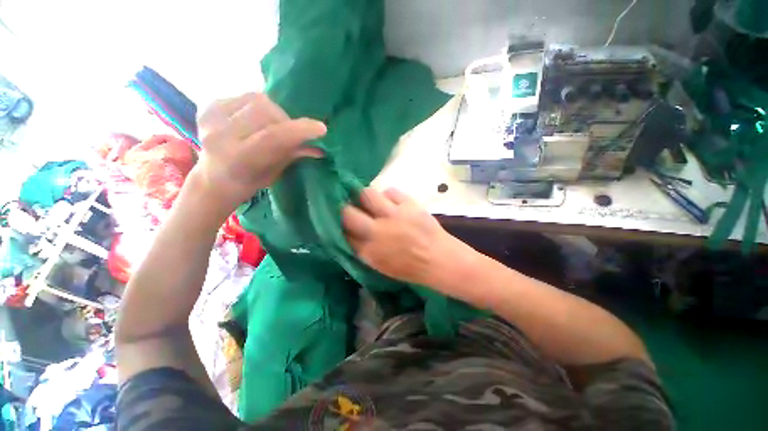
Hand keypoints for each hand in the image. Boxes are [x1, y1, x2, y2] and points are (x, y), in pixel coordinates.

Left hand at [191, 93, 326, 213]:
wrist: (216, 177)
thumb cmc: (252, 179)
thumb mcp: (276, 171)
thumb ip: (294, 155)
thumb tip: (320, 149)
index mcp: (239, 159)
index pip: (272, 137)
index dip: (299, 130)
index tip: (321, 128)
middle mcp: (220, 136)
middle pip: (263, 111)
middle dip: (285, 120)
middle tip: (290, 131)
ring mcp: (211, 118)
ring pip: (255, 99)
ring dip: (273, 112)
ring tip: (273, 125)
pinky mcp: (208, 107)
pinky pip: (244, 96)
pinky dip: (259, 106)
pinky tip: (256, 120)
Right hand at [342, 188, 463, 287]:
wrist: (439, 260)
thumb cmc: (410, 267)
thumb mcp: (380, 265)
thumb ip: (363, 250)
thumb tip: (349, 233)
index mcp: (369, 251)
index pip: (343, 232)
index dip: (338, 224)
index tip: (339, 220)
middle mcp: (377, 230)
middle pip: (347, 212)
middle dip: (344, 208)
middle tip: (350, 207)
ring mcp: (393, 215)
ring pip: (367, 194)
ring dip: (365, 197)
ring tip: (373, 202)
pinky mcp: (408, 204)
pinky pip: (390, 191)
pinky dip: (389, 196)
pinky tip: (392, 203)